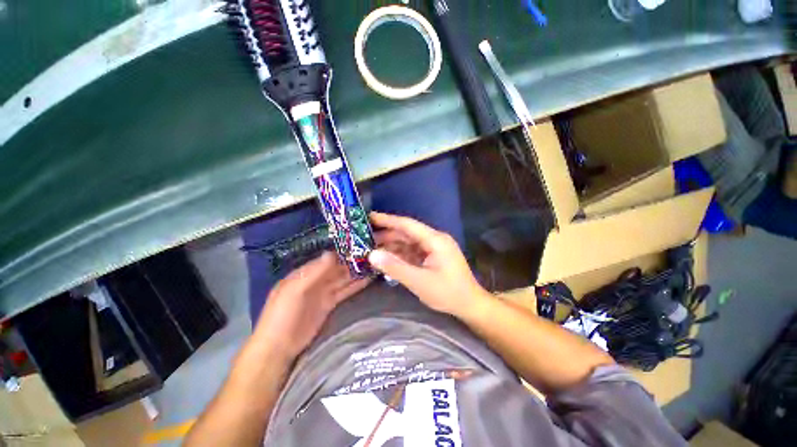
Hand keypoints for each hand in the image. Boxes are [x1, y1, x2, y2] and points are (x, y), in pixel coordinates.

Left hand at [251, 252, 371, 359]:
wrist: (279, 349)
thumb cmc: (282, 316)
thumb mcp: (294, 291)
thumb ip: (313, 272)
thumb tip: (331, 253)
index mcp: (304, 273)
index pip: (326, 259)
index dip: (342, 253)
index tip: (359, 247)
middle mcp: (315, 280)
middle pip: (336, 268)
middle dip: (352, 262)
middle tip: (372, 255)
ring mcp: (323, 293)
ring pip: (343, 279)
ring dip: (356, 273)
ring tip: (374, 265)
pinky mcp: (330, 305)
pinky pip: (345, 291)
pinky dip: (355, 286)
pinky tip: (368, 280)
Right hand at [368, 212, 489, 316]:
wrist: (470, 305)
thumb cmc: (448, 293)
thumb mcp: (420, 282)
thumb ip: (395, 267)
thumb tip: (372, 255)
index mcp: (435, 240)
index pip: (407, 225)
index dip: (388, 220)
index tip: (370, 216)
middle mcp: (434, 239)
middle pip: (407, 232)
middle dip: (387, 234)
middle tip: (365, 236)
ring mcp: (434, 248)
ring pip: (408, 242)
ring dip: (392, 245)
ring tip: (371, 247)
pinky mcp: (432, 257)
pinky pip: (412, 251)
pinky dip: (399, 254)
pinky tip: (386, 257)